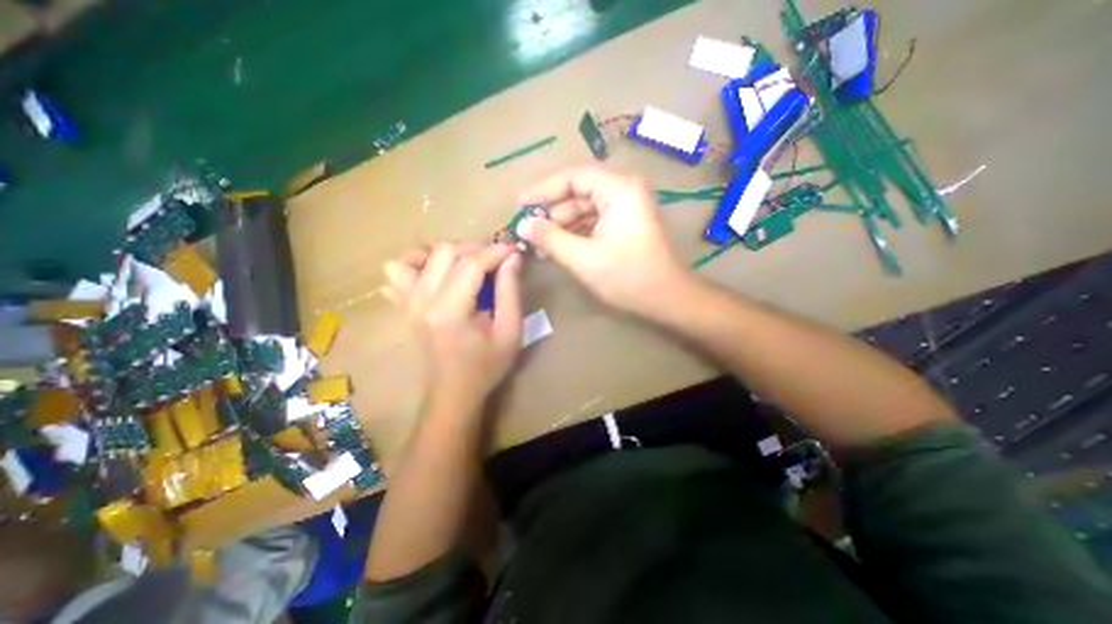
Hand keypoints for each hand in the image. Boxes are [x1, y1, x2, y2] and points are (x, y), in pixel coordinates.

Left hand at [385, 242, 522, 408]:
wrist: (453, 392)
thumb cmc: (486, 366)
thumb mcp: (510, 331)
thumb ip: (510, 291)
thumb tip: (512, 257)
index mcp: (450, 311)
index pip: (470, 263)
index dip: (495, 251)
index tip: (514, 251)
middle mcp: (422, 301)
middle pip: (444, 252)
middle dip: (475, 248)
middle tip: (496, 260)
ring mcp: (407, 302)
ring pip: (417, 255)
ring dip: (445, 253)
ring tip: (466, 264)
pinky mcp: (403, 306)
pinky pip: (397, 271)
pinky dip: (417, 264)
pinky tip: (437, 274)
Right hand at [516, 165, 692, 315]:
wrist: (668, 299)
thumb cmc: (627, 276)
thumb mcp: (583, 258)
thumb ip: (550, 238)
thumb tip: (522, 225)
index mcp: (619, 190)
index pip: (573, 177)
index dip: (544, 190)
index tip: (520, 203)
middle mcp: (624, 192)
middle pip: (579, 194)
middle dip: (552, 214)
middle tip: (527, 231)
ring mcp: (627, 209)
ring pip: (585, 210)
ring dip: (562, 227)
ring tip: (539, 246)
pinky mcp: (626, 226)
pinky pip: (595, 223)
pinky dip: (576, 235)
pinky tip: (559, 250)